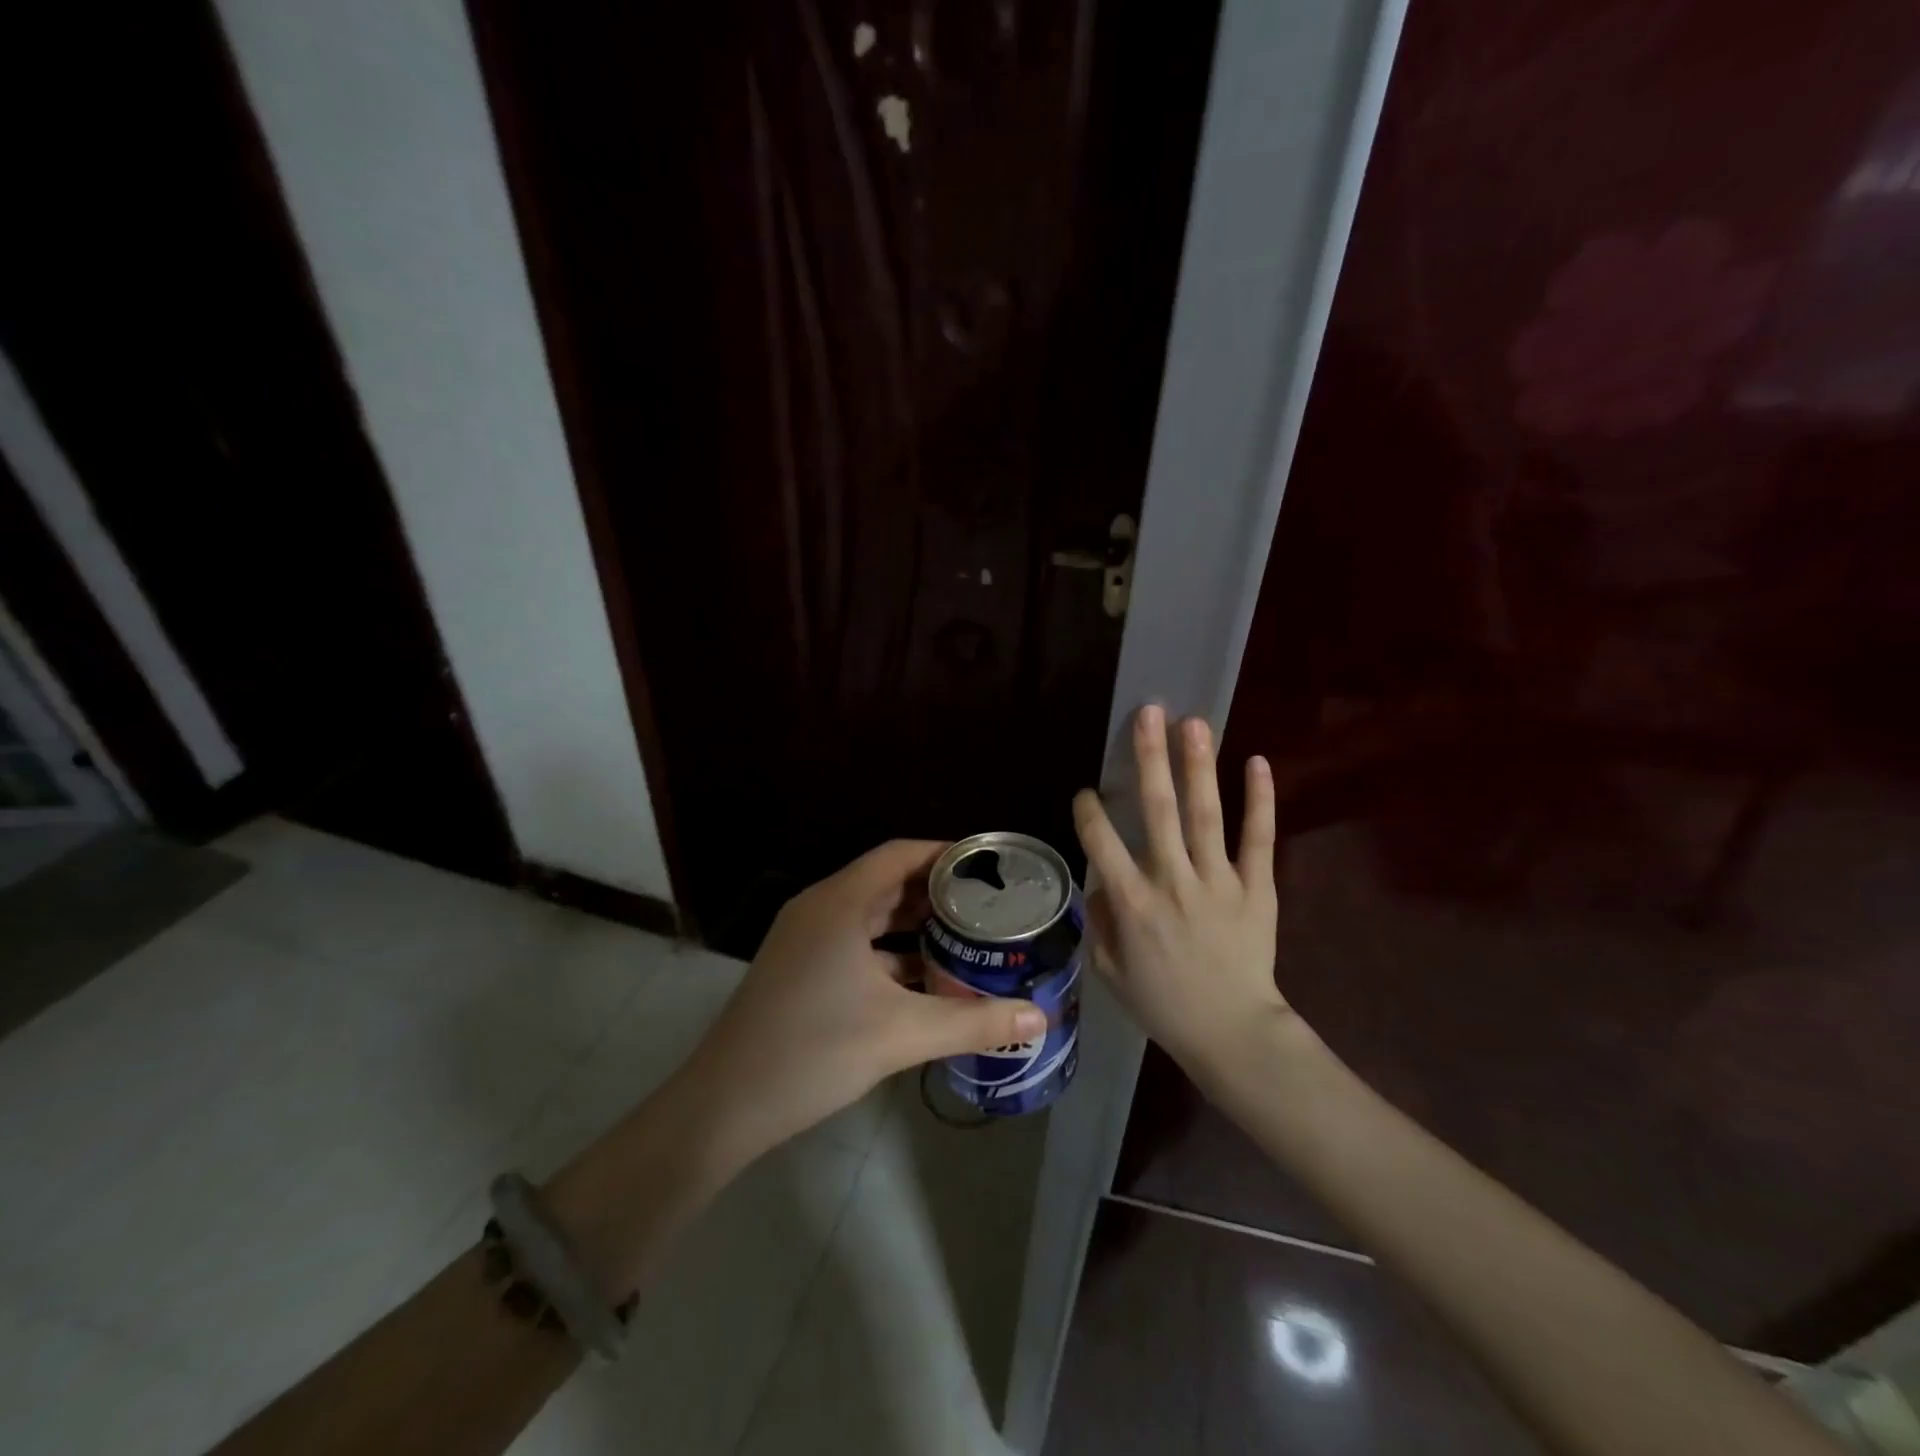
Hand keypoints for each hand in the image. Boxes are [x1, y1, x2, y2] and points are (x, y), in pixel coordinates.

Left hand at [684, 840, 1047, 1161]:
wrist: (724, 1106)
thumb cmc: (814, 1051)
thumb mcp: (902, 1034)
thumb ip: (974, 1023)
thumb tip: (1040, 1018)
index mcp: (840, 902)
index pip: (900, 854)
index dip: (945, 853)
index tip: (989, 866)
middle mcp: (820, 909)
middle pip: (887, 882)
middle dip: (937, 891)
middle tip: (989, 903)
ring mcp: (805, 940)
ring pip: (871, 916)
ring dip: (914, 924)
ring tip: (967, 937)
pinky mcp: (800, 969)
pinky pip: (855, 944)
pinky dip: (891, 953)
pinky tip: (925, 979)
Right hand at [1072, 705, 1290, 1075]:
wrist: (1232, 1034)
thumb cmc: (1164, 1005)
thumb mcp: (1111, 972)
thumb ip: (1100, 923)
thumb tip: (1099, 882)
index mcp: (1132, 903)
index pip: (1101, 842)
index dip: (1090, 811)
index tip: (1088, 792)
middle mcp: (1171, 881)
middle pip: (1157, 810)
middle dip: (1149, 757)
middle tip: (1148, 713)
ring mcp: (1219, 882)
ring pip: (1205, 815)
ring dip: (1198, 765)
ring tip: (1193, 722)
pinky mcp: (1257, 888)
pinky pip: (1258, 839)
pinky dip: (1260, 800)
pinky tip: (1258, 762)